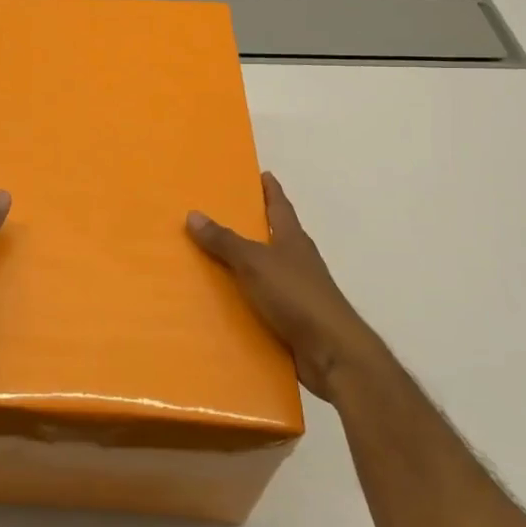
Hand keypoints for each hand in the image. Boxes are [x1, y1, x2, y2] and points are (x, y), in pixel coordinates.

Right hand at [187, 171, 372, 401]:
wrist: (332, 353)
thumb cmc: (296, 296)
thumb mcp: (255, 263)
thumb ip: (224, 241)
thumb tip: (193, 214)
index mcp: (293, 240)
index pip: (280, 206)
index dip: (270, 190)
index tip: (262, 174)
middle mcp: (297, 262)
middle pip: (274, 237)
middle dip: (252, 226)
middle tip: (221, 215)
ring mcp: (297, 293)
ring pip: (266, 272)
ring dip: (245, 266)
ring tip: (211, 261)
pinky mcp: (293, 321)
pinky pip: (262, 304)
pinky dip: (245, 300)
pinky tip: (223, 305)